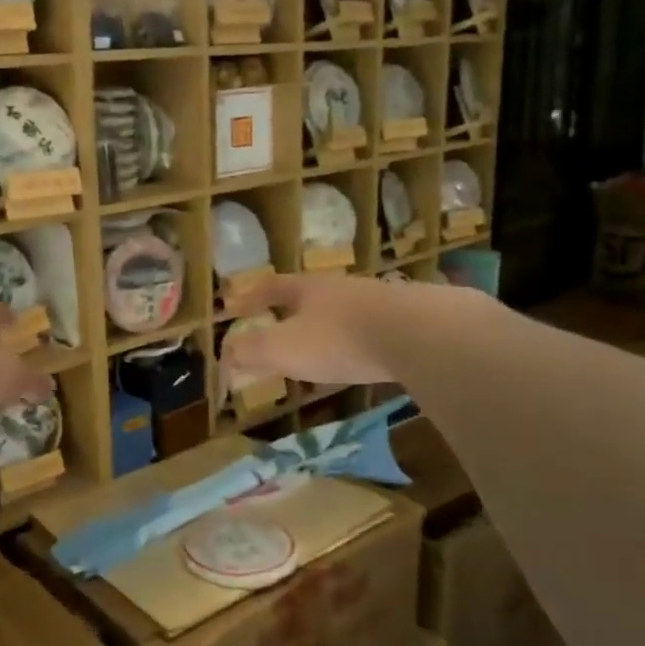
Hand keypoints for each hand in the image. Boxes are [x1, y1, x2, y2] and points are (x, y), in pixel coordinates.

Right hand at [221, 275, 445, 387]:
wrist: (420, 333)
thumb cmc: (341, 338)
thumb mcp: (286, 348)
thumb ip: (252, 352)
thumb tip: (225, 356)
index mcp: (307, 289)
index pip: (271, 288)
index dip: (250, 298)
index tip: (235, 308)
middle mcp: (340, 288)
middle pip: (308, 295)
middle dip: (289, 311)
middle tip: (277, 329)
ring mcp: (377, 301)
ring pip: (341, 311)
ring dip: (325, 326)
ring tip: (318, 348)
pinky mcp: (407, 320)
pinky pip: (371, 328)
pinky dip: (356, 341)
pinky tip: (361, 358)